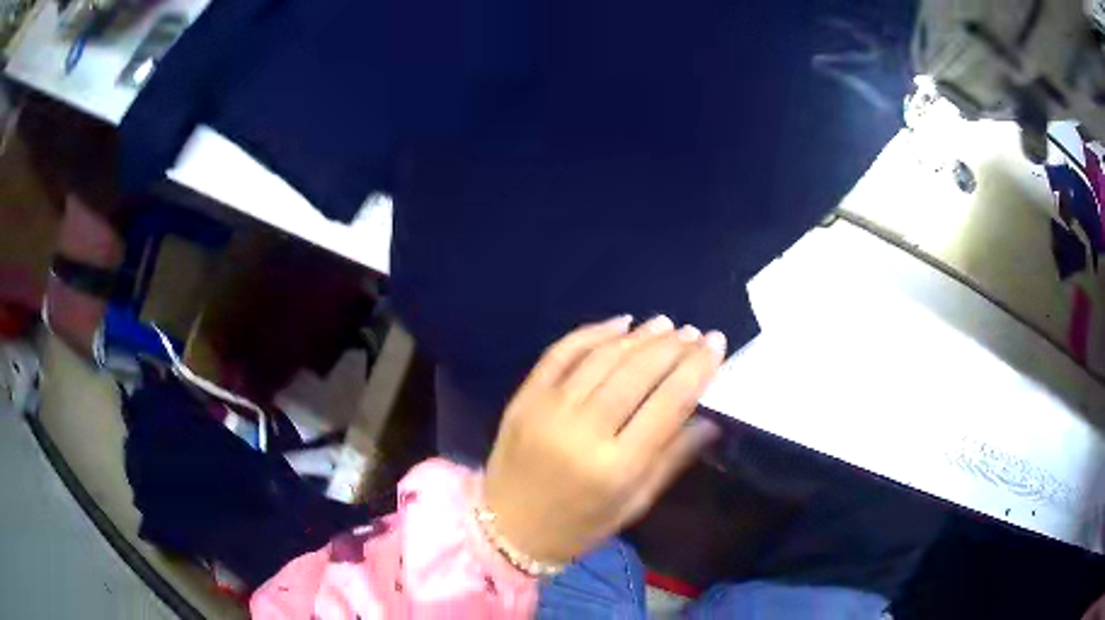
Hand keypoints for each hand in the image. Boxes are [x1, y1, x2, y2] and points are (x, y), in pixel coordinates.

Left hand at [483, 315, 726, 564]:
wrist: (507, 528)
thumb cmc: (580, 525)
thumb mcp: (635, 504)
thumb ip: (673, 458)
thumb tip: (710, 418)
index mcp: (617, 466)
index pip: (669, 403)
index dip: (697, 367)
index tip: (716, 343)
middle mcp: (583, 431)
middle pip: (637, 373)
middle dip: (672, 347)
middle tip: (693, 332)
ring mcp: (548, 409)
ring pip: (602, 357)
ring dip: (638, 336)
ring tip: (664, 325)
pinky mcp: (524, 397)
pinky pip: (561, 353)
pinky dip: (592, 332)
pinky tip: (619, 324)